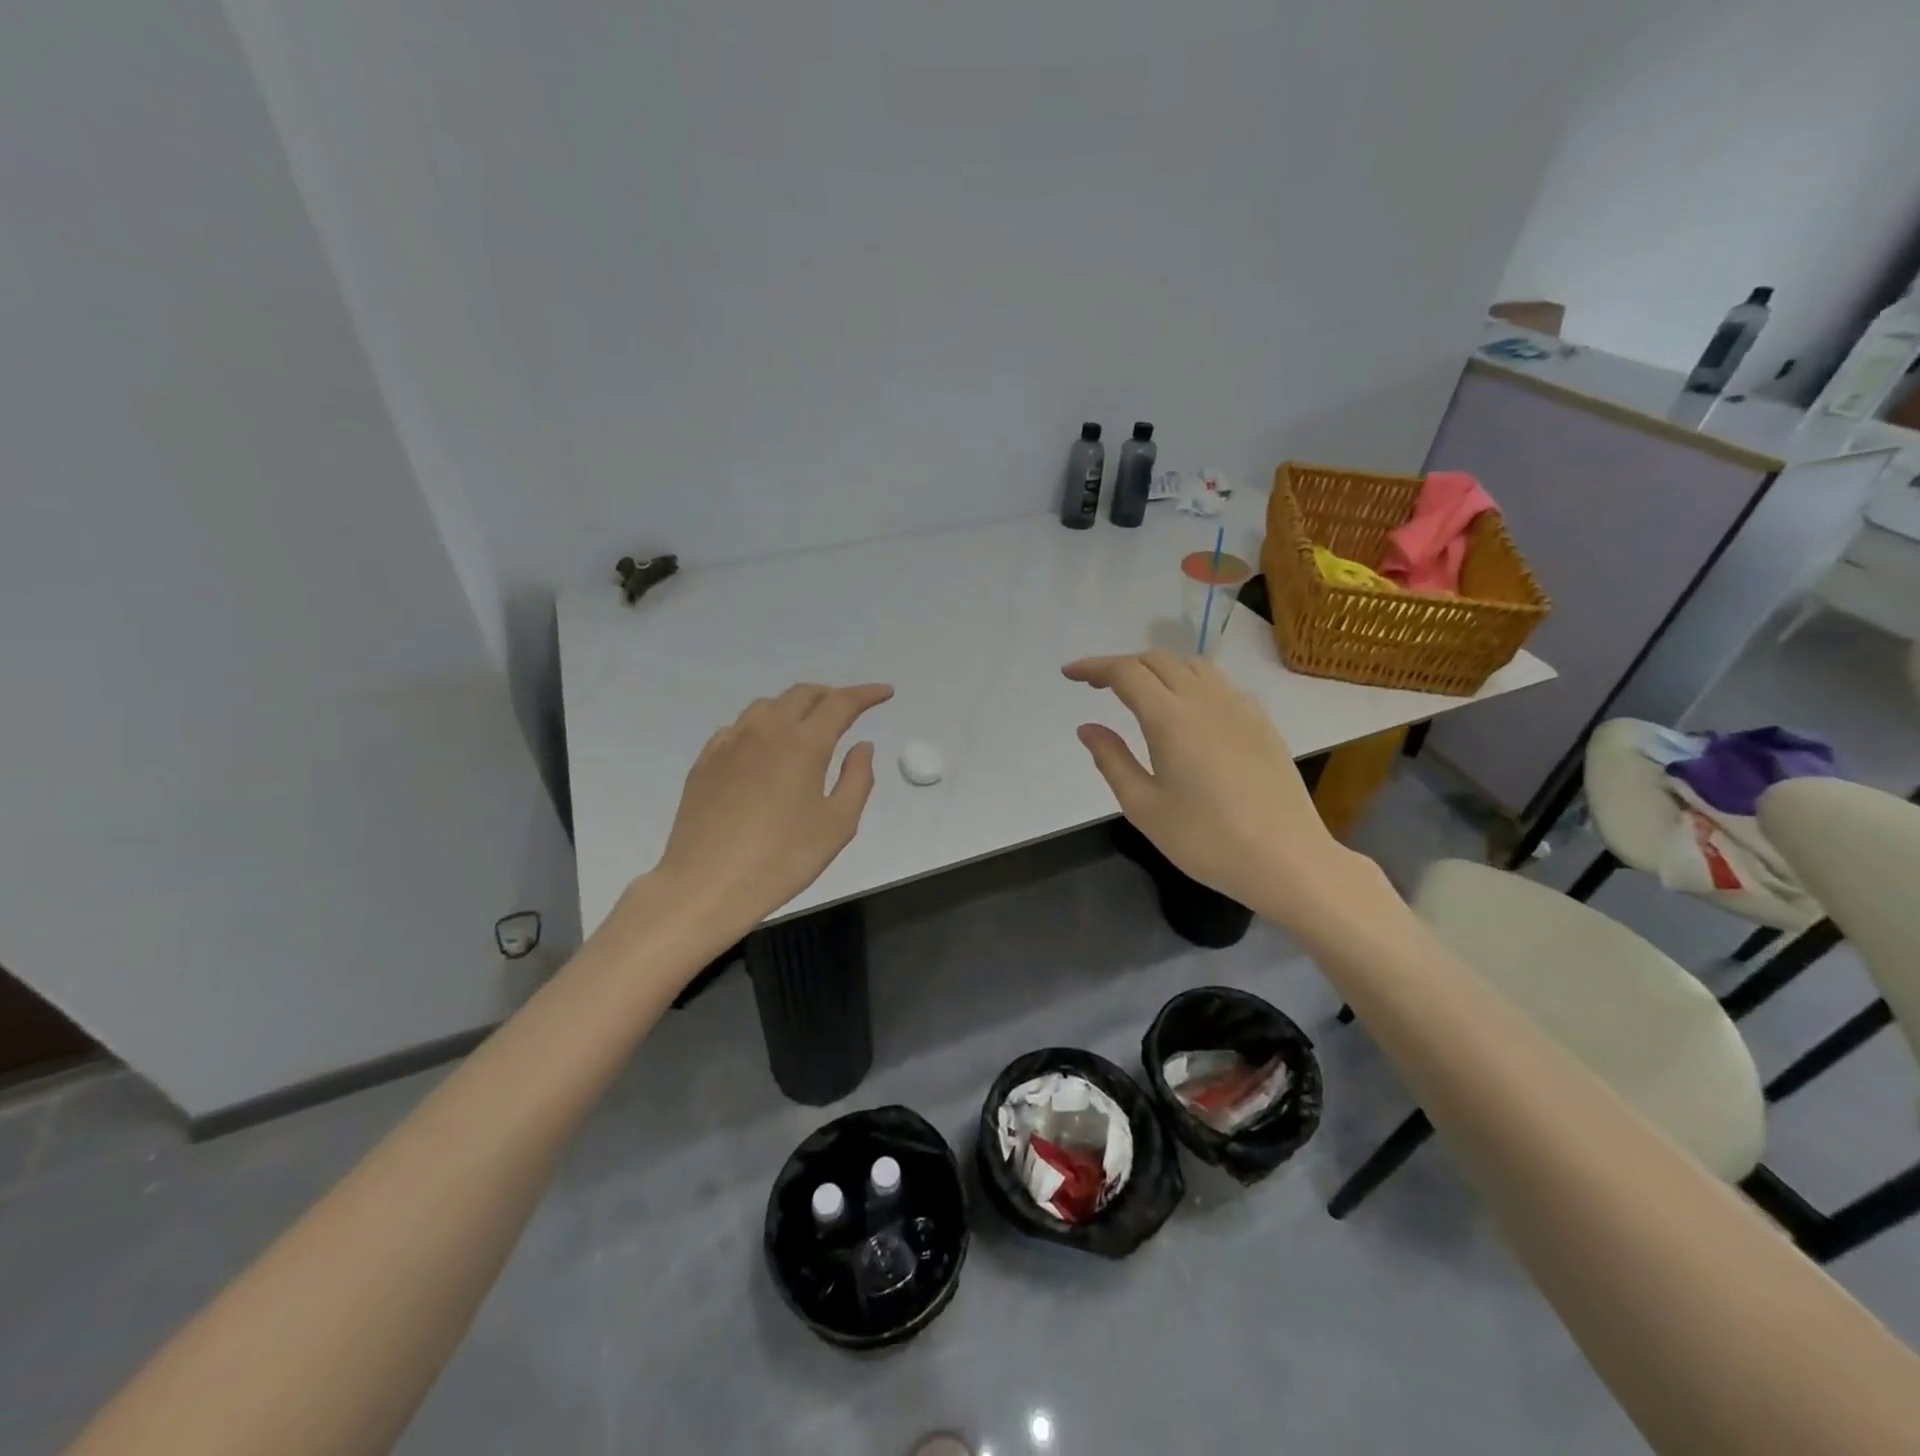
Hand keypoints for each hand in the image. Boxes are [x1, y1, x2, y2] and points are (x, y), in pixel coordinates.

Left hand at [651, 682, 893, 936]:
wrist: (705, 885)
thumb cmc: (781, 859)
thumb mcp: (837, 825)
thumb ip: (857, 779)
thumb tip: (861, 746)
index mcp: (803, 743)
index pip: (840, 703)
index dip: (866, 694)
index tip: (885, 693)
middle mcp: (765, 731)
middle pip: (802, 694)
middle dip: (831, 695)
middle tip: (849, 708)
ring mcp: (730, 743)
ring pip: (767, 705)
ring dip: (795, 706)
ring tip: (808, 725)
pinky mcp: (706, 761)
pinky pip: (739, 727)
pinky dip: (762, 725)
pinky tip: (764, 748)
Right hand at [1063, 652, 1368, 922]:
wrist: (1287, 859)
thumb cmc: (1206, 840)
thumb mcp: (1144, 807)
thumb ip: (1112, 760)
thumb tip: (1088, 728)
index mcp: (1170, 718)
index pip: (1125, 672)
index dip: (1093, 667)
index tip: (1069, 674)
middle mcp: (1205, 700)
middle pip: (1158, 660)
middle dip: (1122, 665)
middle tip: (1097, 687)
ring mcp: (1239, 707)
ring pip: (1192, 665)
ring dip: (1158, 668)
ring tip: (1140, 692)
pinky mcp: (1261, 722)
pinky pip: (1219, 684)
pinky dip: (1191, 682)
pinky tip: (1188, 711)